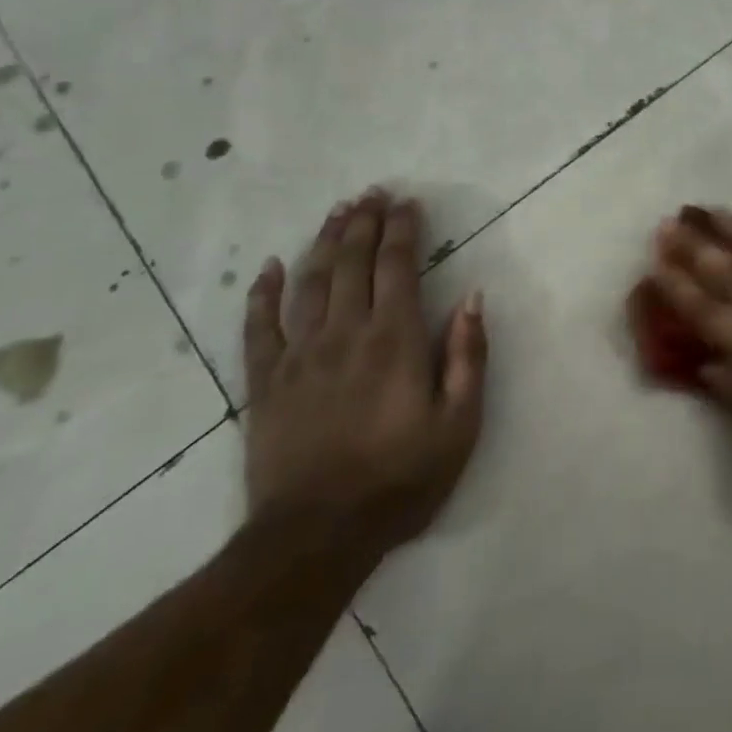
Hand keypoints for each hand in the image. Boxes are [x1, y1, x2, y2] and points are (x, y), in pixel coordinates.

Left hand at [242, 189, 486, 560]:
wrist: (315, 538)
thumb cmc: (400, 479)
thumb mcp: (459, 423)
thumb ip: (467, 355)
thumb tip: (473, 297)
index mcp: (394, 339)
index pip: (397, 266)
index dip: (403, 229)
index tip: (408, 202)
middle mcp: (345, 334)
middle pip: (352, 263)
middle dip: (364, 222)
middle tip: (372, 193)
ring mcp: (299, 356)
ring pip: (310, 283)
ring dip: (324, 242)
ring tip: (337, 212)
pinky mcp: (264, 383)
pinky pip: (258, 328)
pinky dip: (263, 294)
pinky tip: (270, 268)